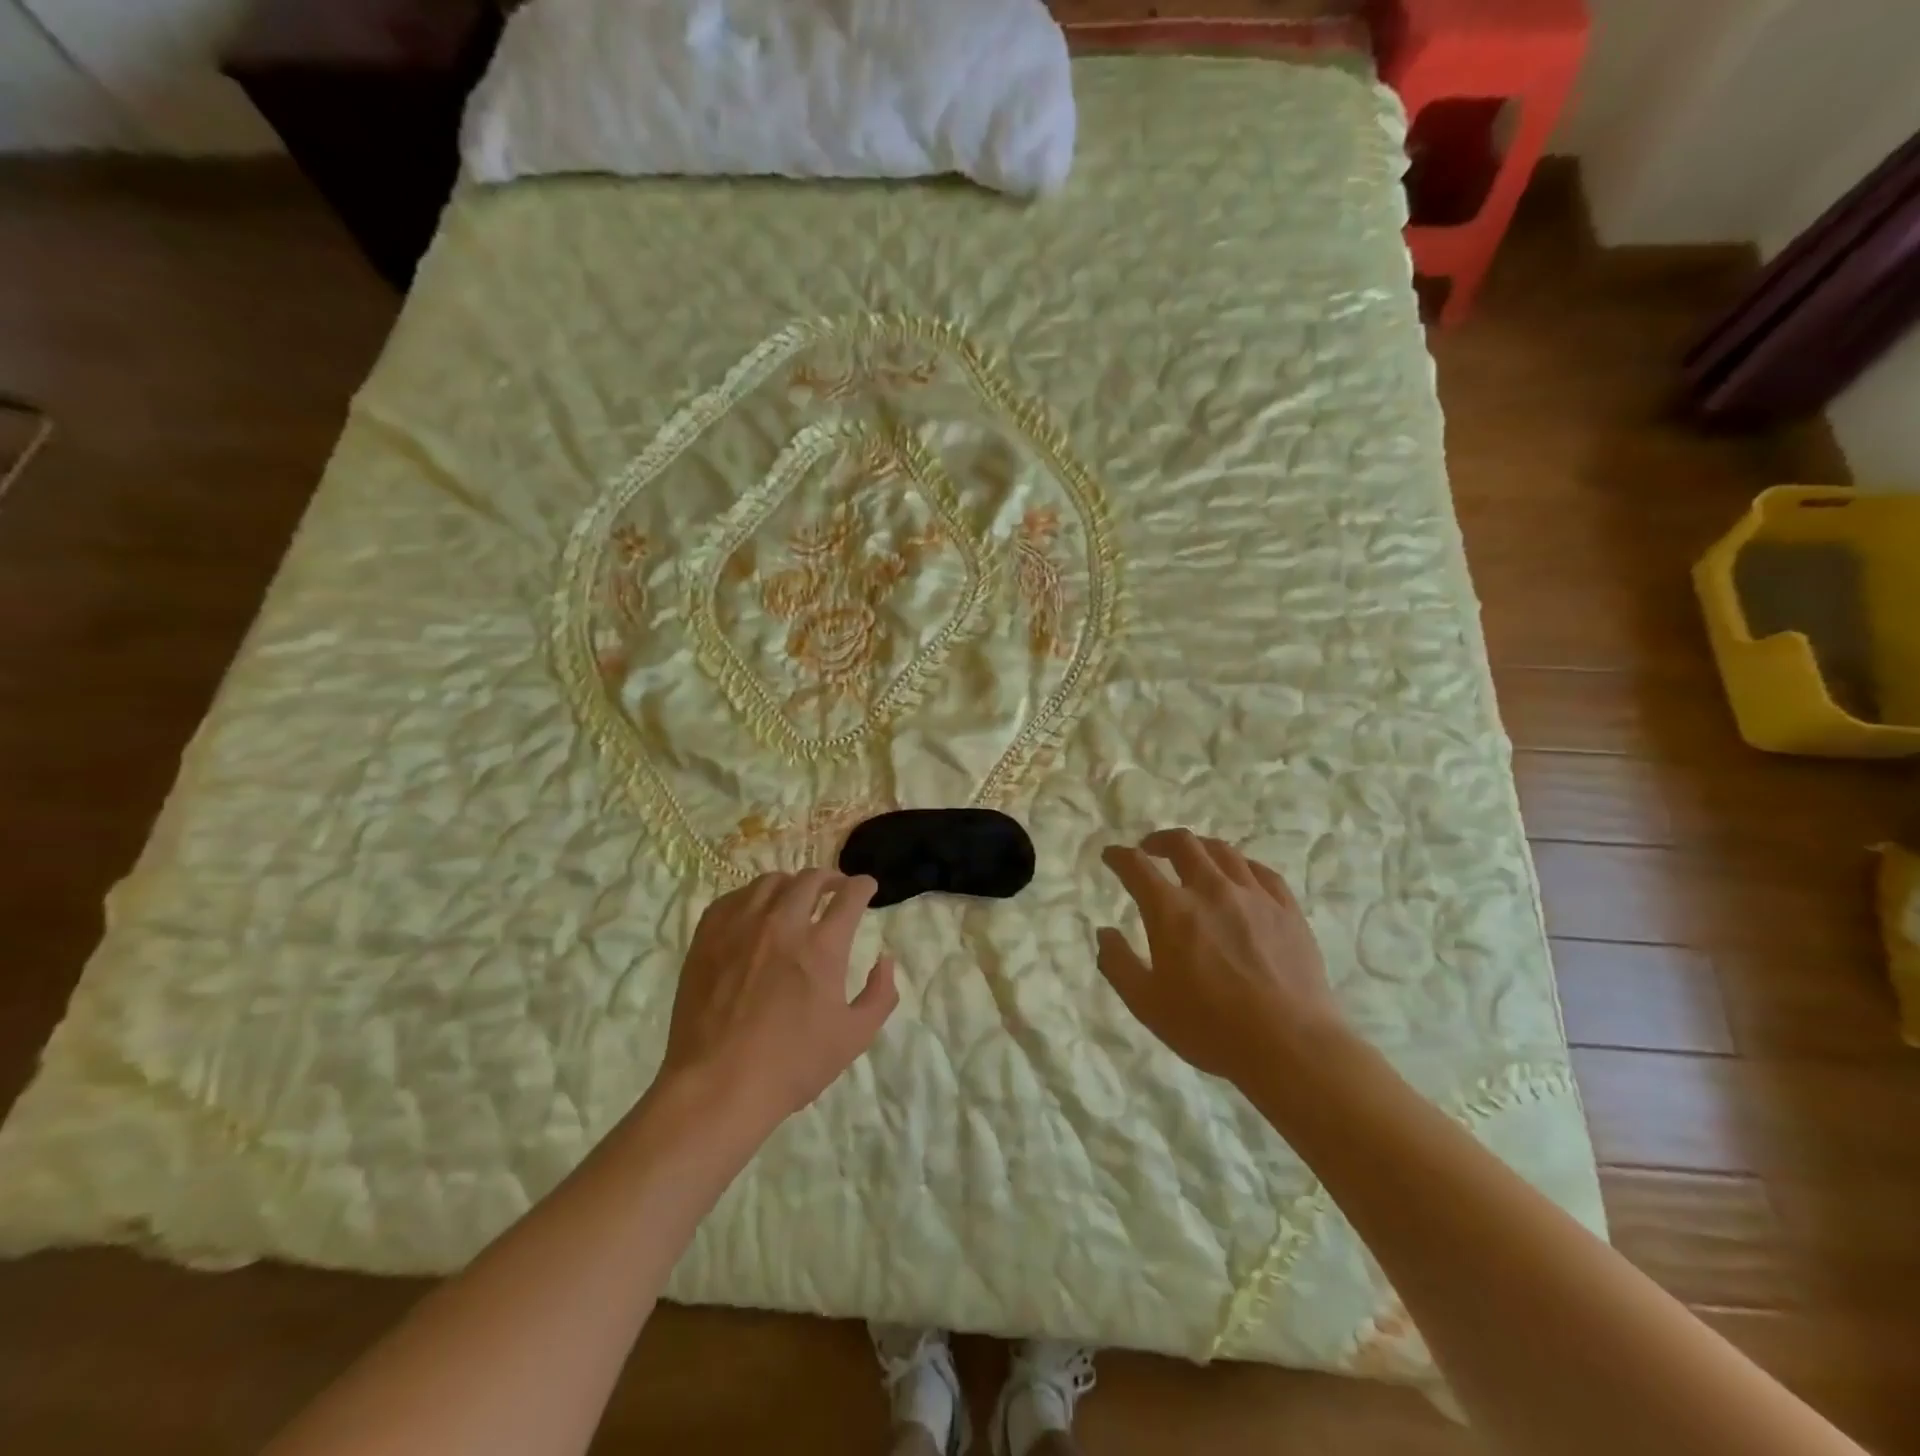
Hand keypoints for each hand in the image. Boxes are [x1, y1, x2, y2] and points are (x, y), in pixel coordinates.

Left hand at [660, 870, 896, 1130]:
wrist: (717, 1086)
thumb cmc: (791, 1065)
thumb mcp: (853, 1037)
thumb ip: (880, 994)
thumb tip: (885, 959)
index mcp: (822, 946)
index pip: (850, 895)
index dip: (863, 886)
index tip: (866, 888)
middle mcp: (782, 924)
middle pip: (810, 880)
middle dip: (830, 878)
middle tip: (835, 889)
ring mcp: (740, 926)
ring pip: (770, 882)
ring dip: (791, 885)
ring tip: (794, 898)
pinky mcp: (708, 937)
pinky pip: (733, 898)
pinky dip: (752, 897)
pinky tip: (754, 912)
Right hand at [1097, 829, 1343, 1089]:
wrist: (1290, 1045)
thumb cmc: (1210, 1028)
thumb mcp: (1147, 1004)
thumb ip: (1118, 964)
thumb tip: (1104, 933)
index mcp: (1171, 910)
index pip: (1136, 866)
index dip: (1119, 856)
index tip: (1111, 855)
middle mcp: (1211, 890)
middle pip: (1182, 844)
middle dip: (1159, 840)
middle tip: (1149, 850)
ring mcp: (1253, 896)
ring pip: (1223, 851)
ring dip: (1199, 848)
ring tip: (1193, 858)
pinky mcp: (1287, 909)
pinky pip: (1261, 871)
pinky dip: (1241, 865)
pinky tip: (1239, 875)